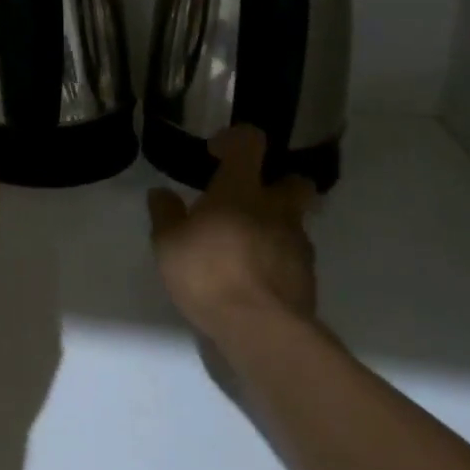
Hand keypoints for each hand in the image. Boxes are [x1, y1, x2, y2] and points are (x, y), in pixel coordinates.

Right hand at [148, 126, 318, 335]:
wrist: (261, 330)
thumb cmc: (208, 273)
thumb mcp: (168, 243)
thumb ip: (165, 214)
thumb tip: (161, 193)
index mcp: (241, 190)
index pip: (250, 143)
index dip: (236, 139)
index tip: (217, 152)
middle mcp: (276, 209)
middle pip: (294, 181)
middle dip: (278, 183)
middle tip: (250, 199)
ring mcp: (297, 245)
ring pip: (295, 222)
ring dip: (275, 226)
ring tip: (245, 247)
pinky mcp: (308, 279)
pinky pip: (294, 258)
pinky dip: (277, 260)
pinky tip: (254, 277)